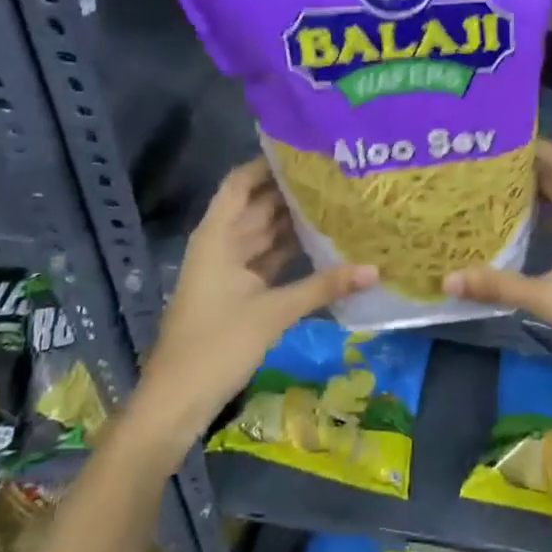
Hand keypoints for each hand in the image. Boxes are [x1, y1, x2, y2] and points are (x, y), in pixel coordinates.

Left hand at [131, 159, 374, 453]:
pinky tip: (324, 241)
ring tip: (338, 198)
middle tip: (337, 172)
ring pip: (266, 233)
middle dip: (292, 190)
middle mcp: (222, 244)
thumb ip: (323, 286)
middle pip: (258, 205)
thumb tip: (375, 268)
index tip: (307, 149)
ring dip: (294, 219)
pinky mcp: (240, 292)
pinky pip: (269, 259)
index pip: (241, 182)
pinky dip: (291, 249)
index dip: (267, 163)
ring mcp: (230, 269)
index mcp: (217, 236)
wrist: (176, 402)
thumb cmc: (216, 346)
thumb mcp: (273, 312)